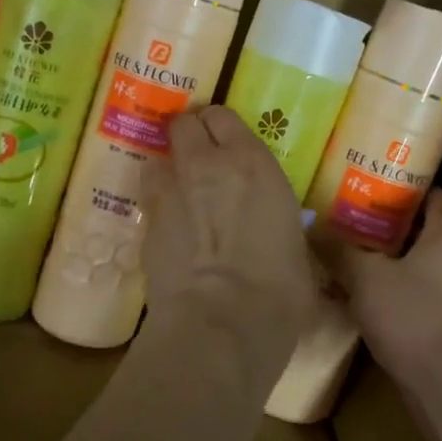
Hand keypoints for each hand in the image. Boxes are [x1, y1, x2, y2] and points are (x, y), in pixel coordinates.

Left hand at [141, 106, 315, 340]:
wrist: (221, 323)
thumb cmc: (279, 289)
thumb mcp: (295, 248)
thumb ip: (276, 225)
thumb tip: (274, 237)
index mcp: (252, 164)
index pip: (224, 117)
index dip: (221, 128)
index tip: (227, 143)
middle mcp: (205, 165)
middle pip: (183, 124)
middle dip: (189, 135)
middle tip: (200, 158)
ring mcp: (168, 193)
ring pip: (157, 158)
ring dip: (168, 169)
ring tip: (180, 192)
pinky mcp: (145, 225)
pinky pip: (149, 201)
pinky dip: (158, 208)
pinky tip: (171, 232)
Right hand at [322, 189, 441, 384]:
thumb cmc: (414, 316)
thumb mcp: (365, 277)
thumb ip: (339, 250)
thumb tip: (312, 227)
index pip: (431, 195)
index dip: (400, 189)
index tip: (367, 189)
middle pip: (427, 232)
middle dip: (391, 229)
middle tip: (352, 225)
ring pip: (427, 267)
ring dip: (397, 265)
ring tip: (357, 263)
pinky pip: (429, 298)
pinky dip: (405, 296)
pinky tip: (375, 304)